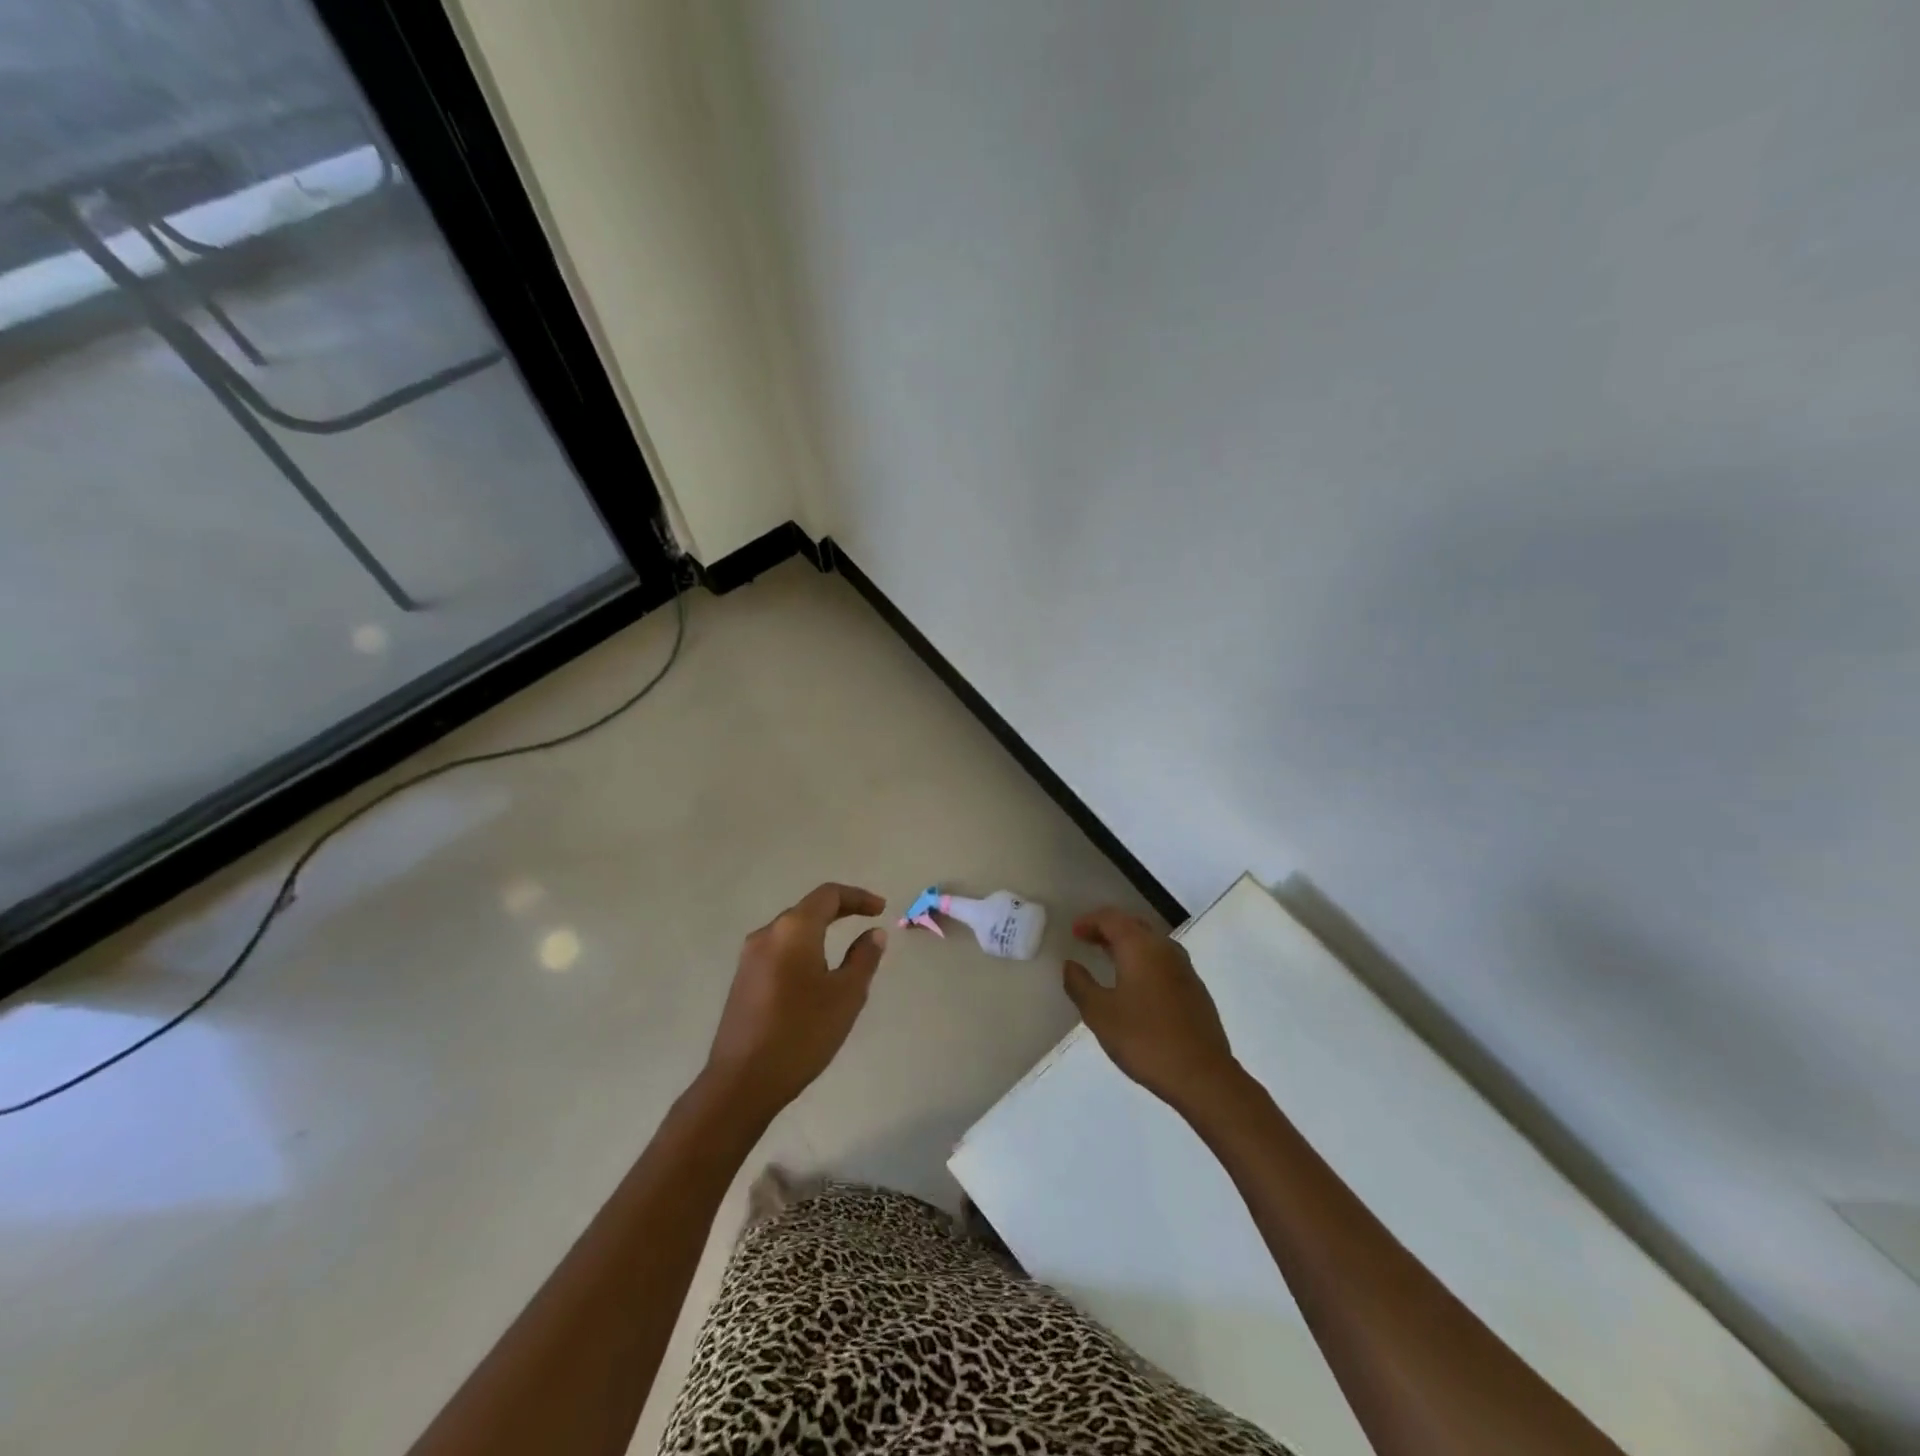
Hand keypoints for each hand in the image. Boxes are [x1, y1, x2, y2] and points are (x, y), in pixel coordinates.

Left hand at [704, 883, 888, 1123]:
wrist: (742, 1082)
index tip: (881, 909)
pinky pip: (779, 951)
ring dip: (819, 930)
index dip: (857, 897)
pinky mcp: (743, 980)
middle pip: (807, 909)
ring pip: (791, 931)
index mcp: (793, 930)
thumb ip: (863, 958)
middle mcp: (767, 934)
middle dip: (839, 911)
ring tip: (845, 947)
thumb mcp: (846, 995)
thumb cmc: (802, 1033)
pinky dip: (803, 949)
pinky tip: (815, 973)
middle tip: (867, 920)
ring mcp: (749, 958)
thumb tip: (873, 933)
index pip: (828, 895)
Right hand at [1064, 908, 1241, 1114]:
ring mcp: (1185, 968)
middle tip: (1088, 941)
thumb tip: (1071, 965)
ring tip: (1109, 960)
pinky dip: (1144, 961)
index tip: (1073, 932)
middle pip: (1133, 925)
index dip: (1090, 921)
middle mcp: (1165, 948)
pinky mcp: (1195, 989)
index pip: (1111, 918)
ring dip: (1128, 945)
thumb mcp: (1100, 1014)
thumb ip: (1080, 985)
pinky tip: (1137, 986)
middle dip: (1109, 929)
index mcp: (1140, 947)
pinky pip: (1164, 961)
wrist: (1202, 1075)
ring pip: (1151, 943)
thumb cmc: (1144, 1039)